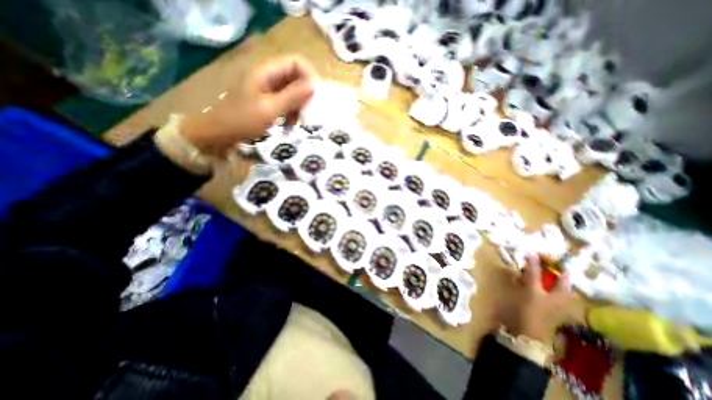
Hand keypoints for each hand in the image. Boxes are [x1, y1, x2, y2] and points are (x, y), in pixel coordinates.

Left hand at [181, 56, 315, 155]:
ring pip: (293, 91)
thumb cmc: (242, 120)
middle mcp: (269, 77)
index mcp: (266, 72)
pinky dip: (293, 112)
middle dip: (306, 93)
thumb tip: (314, 86)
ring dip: (300, 105)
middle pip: (296, 76)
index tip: (317, 95)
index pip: (295, 62)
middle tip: (311, 110)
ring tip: (301, 120)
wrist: (220, 133)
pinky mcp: (269, 102)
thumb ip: (292, 97)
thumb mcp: (270, 109)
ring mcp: (268, 90)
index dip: (309, 75)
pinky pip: (288, 102)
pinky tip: (292, 124)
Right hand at [497, 257, 570, 339]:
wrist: (526, 330)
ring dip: (531, 270)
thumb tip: (531, 253)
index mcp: (562, 291)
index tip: (539, 252)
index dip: (553, 261)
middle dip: (539, 265)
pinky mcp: (535, 298)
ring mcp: (546, 296)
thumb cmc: (534, 309)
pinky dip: (525, 278)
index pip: (562, 272)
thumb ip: (533, 271)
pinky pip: (532, 283)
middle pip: (550, 275)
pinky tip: (517, 275)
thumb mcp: (533, 288)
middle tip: (527, 255)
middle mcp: (557, 293)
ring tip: (520, 263)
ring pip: (540, 279)